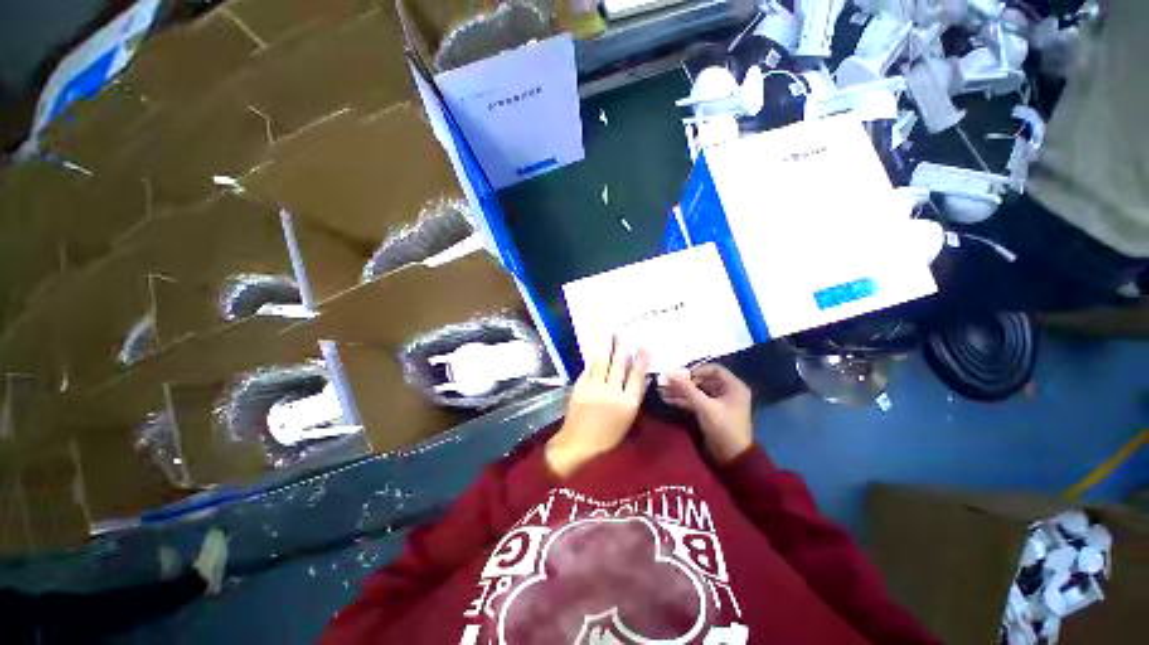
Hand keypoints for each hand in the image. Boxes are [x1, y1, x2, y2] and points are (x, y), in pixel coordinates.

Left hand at [546, 338, 650, 477]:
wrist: (579, 446)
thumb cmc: (608, 439)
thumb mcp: (628, 421)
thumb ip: (634, 398)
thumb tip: (642, 378)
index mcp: (628, 404)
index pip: (637, 376)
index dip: (641, 359)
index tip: (644, 345)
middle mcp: (612, 392)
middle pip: (619, 364)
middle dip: (621, 346)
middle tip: (622, 332)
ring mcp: (594, 388)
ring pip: (602, 362)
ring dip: (606, 346)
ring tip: (609, 333)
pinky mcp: (579, 388)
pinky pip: (588, 369)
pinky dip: (593, 359)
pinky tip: (596, 351)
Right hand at [660, 364, 752, 464]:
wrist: (732, 457)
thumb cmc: (723, 428)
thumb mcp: (704, 406)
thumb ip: (687, 389)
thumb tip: (671, 374)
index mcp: (733, 386)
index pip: (714, 369)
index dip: (697, 370)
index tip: (681, 376)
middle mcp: (728, 391)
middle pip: (704, 380)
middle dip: (685, 382)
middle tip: (668, 383)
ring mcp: (720, 402)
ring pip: (698, 391)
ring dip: (682, 391)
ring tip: (664, 392)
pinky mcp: (712, 412)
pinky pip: (697, 401)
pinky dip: (685, 400)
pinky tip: (669, 400)